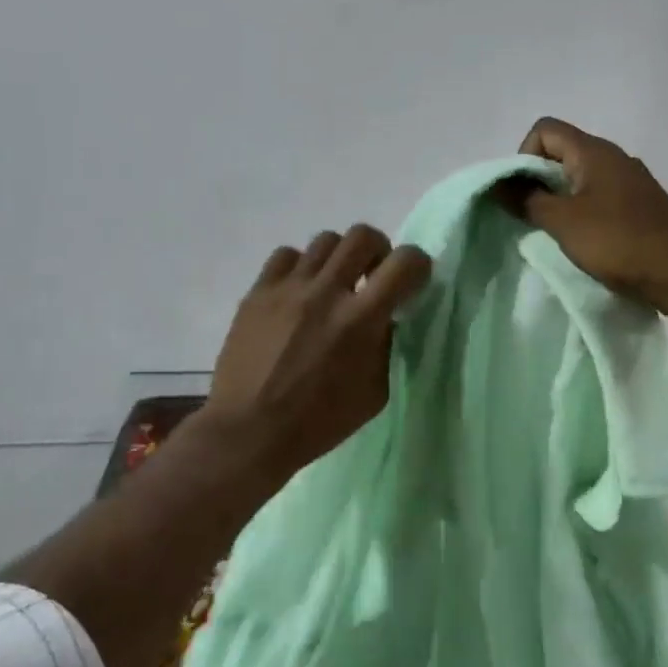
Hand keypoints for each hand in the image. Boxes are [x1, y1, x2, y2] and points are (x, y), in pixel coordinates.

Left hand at [201, 225, 432, 477]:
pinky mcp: (258, 292)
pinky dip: (300, 268)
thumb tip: (385, 316)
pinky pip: (286, 256)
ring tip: (332, 285)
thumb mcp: (375, 392)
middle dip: (378, 250)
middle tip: (372, 276)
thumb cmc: (319, 422)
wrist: (249, 431)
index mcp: (360, 320)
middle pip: (363, 235)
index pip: (405, 262)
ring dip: (339, 259)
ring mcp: (288, 288)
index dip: (418, 265)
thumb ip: (386, 345)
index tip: (411, 282)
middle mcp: (326, 292)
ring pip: (324, 240)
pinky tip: (298, 293)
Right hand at [509, 117, 667, 313]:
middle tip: (532, 216)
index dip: (524, 155)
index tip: (523, 192)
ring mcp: (629, 181)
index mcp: (594, 151)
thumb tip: (500, 184)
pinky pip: (598, 197)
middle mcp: (613, 157)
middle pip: (561, 152)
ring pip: (579, 177)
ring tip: (555, 232)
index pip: (545, 129)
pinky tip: (583, 241)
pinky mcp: (639, 205)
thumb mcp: (563, 222)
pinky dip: (581, 212)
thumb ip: (527, 200)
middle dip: (538, 180)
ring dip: (559, 199)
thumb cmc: (619, 242)